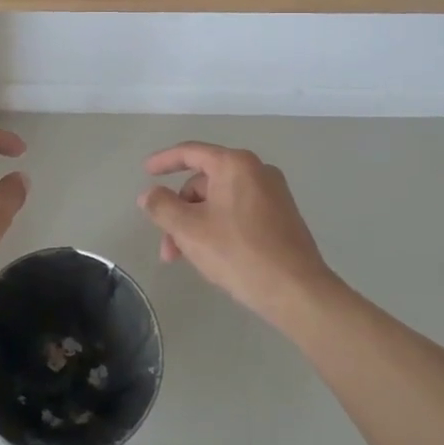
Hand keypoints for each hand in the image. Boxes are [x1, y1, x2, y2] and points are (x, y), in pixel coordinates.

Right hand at [138, 143, 337, 326]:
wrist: (298, 292)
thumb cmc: (239, 253)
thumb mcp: (189, 230)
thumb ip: (162, 206)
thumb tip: (149, 194)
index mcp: (235, 165)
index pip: (190, 152)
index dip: (164, 161)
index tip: (145, 171)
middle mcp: (257, 171)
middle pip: (204, 182)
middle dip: (180, 211)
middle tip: (167, 246)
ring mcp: (273, 195)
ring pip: (220, 202)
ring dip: (196, 225)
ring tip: (185, 259)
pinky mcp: (282, 218)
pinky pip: (238, 213)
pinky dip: (218, 228)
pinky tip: (211, 256)